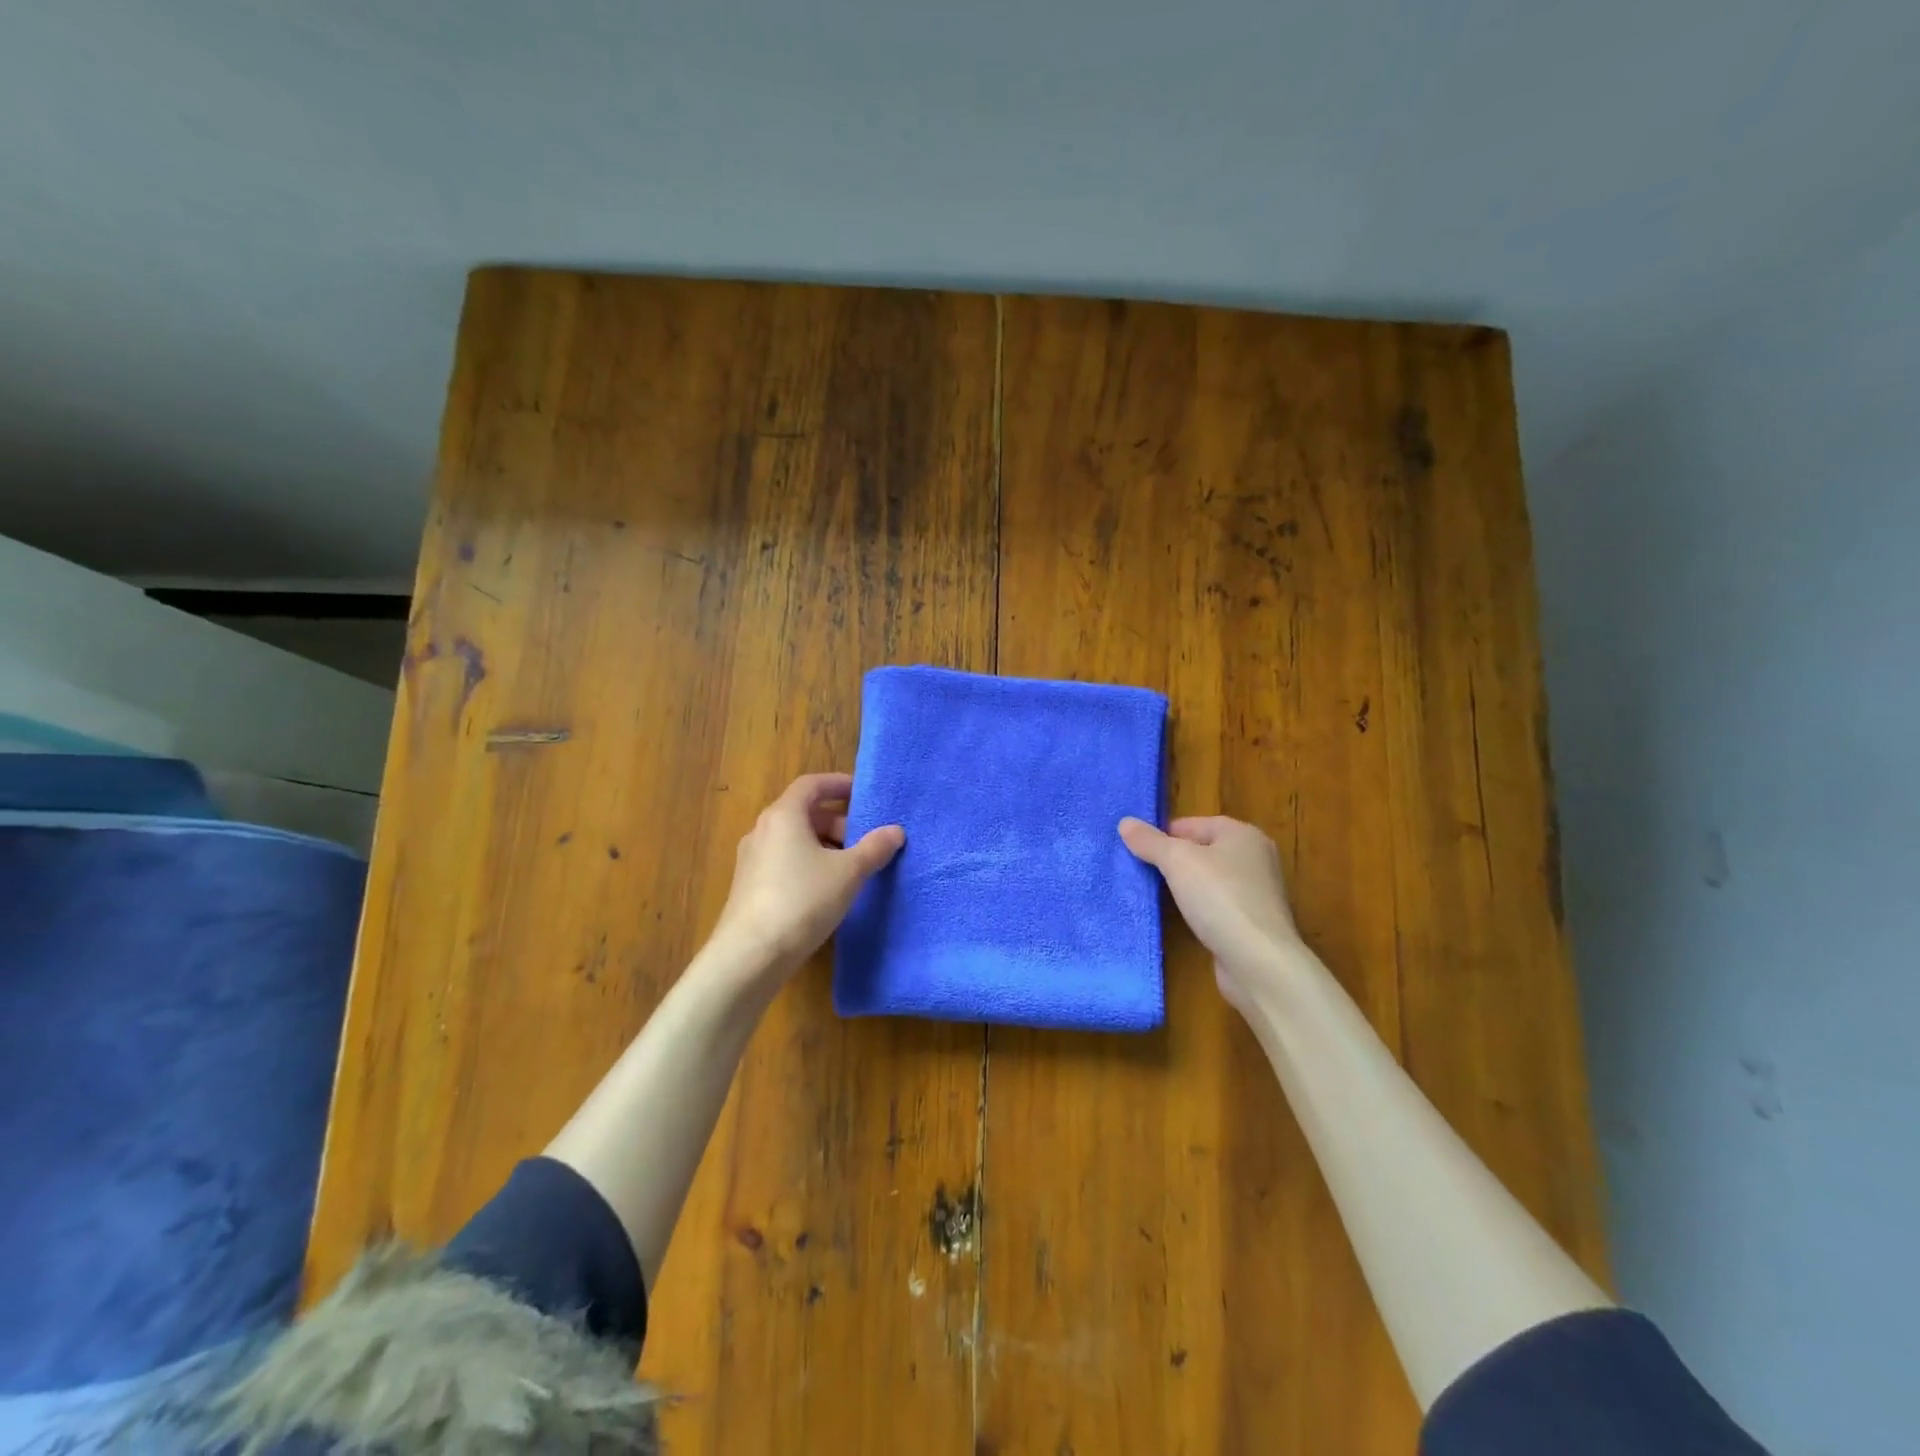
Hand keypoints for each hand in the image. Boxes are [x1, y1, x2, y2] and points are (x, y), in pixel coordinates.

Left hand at [707, 772, 904, 981]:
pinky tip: (827, 891)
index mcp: (783, 815)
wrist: (751, 954)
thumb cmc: (802, 900)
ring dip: (825, 845)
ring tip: (852, 868)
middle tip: (865, 841)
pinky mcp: (749, 887)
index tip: (863, 793)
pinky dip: (808, 864)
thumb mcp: (848, 872)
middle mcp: (763, 830)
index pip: (811, 784)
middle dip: (838, 822)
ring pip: (794, 840)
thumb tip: (895, 831)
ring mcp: (752, 860)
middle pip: (804, 813)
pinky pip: (784, 861)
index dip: (838, 784)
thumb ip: (874, 848)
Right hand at [1119, 815, 1305, 1012]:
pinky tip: (1181, 917)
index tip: (1137, 847)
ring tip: (1154, 893)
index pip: (1195, 824)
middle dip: (1173, 859)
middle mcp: (1255, 859)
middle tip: (1141, 869)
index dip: (1165, 833)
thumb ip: (1150, 841)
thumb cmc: (1220, 898)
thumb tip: (1125, 822)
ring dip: (1185, 886)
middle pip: (1203, 851)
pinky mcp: (1253, 923)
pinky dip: (1199, 909)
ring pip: (1210, 880)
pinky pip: (1217, 906)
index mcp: (1243, 835)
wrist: (1259, 961)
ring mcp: (1257, 893)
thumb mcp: (1177, 861)